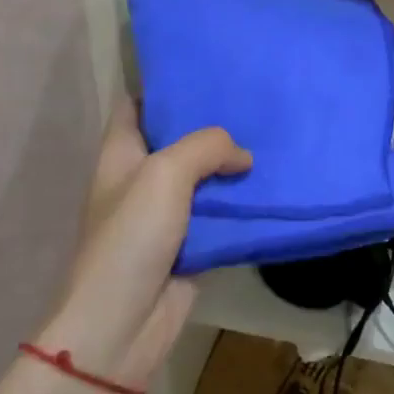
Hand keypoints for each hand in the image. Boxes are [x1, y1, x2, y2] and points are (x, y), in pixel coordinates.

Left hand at [34, 96, 249, 390]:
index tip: (204, 67)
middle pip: (178, 137)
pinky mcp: (190, 243)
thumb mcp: (164, 174)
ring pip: (204, 176)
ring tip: (271, 134)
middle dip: (211, 121)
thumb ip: (207, 147)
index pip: (137, 104)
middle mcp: (142, 177)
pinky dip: (241, 203)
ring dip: (232, 163)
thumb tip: (244, 156)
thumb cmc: (130, 238)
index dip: (164, 84)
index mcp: (121, 153)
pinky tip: (272, 184)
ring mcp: (166, 212)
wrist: (122, 326)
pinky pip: (220, 214)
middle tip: (253, 97)